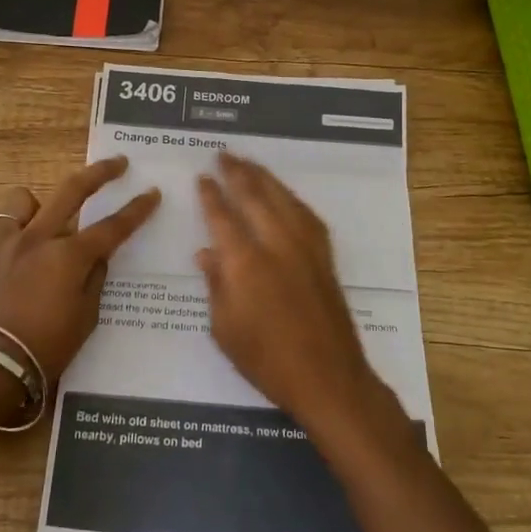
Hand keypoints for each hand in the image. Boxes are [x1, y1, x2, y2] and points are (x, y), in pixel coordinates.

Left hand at [0, 156, 159, 383]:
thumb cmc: (47, 347)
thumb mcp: (85, 319)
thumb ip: (94, 281)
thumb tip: (97, 258)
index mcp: (69, 256)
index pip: (113, 226)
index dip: (136, 210)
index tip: (152, 193)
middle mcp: (37, 238)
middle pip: (72, 191)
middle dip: (100, 173)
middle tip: (117, 163)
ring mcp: (2, 245)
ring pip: (17, 202)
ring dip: (31, 208)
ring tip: (35, 224)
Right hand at [196, 152, 388, 434]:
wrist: (328, 377)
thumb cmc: (267, 360)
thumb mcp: (225, 329)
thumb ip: (215, 285)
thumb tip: (206, 253)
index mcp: (245, 262)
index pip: (222, 216)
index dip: (211, 195)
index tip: (202, 177)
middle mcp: (276, 243)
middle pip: (254, 196)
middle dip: (237, 173)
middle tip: (223, 154)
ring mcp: (305, 247)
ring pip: (282, 198)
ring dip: (264, 177)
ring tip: (249, 163)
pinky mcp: (324, 256)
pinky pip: (305, 214)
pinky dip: (290, 198)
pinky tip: (284, 195)